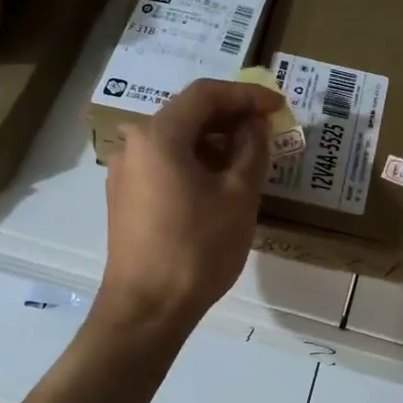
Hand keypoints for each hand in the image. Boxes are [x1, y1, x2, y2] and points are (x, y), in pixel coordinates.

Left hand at [97, 79, 281, 333]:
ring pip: (175, 139)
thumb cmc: (198, 248)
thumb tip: (255, 126)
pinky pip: (164, 163)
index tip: (277, 105)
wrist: (147, 308)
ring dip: (213, 140)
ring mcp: (125, 171)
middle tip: (267, 128)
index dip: (246, 95)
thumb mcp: (239, 196)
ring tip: (249, 156)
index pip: (206, 94)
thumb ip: (252, 150)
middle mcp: (135, 144)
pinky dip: (194, 161)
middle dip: (230, 116)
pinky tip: (219, 181)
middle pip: (187, 113)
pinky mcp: (125, 197)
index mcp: (159, 135)